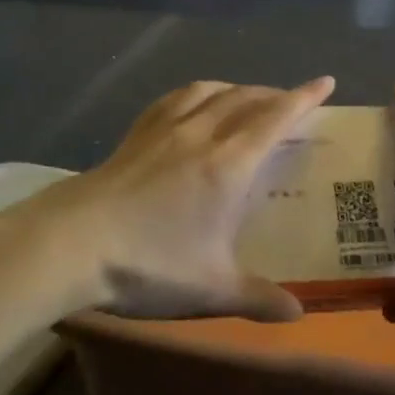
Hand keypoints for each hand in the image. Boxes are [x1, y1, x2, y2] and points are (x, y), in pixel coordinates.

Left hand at [10, 77, 334, 322]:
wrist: (68, 246)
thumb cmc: (147, 265)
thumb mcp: (210, 289)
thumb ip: (258, 298)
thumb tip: (298, 312)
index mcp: (228, 165)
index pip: (275, 119)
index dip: (304, 98)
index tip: (326, 82)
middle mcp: (200, 136)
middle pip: (244, 99)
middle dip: (274, 93)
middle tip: (290, 99)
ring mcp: (162, 131)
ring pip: (208, 92)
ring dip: (235, 88)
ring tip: (244, 96)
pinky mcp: (133, 137)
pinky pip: (172, 100)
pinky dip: (194, 94)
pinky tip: (190, 106)